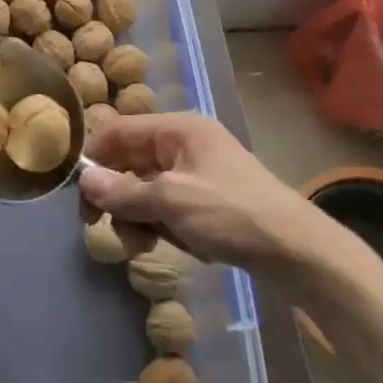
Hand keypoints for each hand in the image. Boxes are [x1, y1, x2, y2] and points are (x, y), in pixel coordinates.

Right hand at [79, 113, 336, 276]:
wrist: (300, 253)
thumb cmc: (233, 215)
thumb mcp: (171, 202)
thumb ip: (123, 192)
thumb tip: (83, 181)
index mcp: (177, 129)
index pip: (117, 132)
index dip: (95, 161)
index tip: (82, 198)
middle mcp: (184, 143)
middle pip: (129, 162)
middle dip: (117, 197)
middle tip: (106, 229)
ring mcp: (197, 172)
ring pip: (146, 188)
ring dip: (137, 217)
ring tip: (144, 246)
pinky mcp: (208, 199)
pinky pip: (167, 205)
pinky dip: (161, 225)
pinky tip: (171, 245)